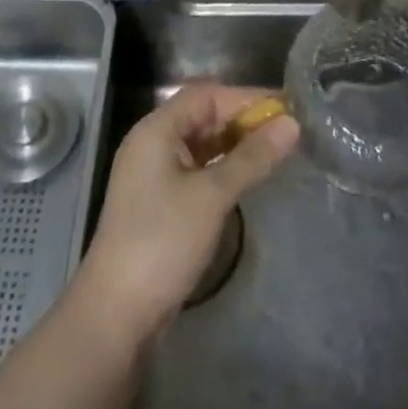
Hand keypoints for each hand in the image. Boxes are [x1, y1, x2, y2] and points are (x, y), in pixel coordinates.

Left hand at [74, 84, 297, 342]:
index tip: (286, 107)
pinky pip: (195, 169)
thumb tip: (291, 124)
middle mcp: (151, 143)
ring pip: (200, 143)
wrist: (116, 313)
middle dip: (242, 120)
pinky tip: (247, 178)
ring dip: (234, 145)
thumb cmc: (163, 241)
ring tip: (274, 152)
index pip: (206, 95)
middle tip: (286, 131)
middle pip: (202, 115)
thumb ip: (252, 157)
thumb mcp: (213, 195)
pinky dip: (221, 167)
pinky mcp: (157, 201)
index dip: (246, 97)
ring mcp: (152, 173)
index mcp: (156, 129)